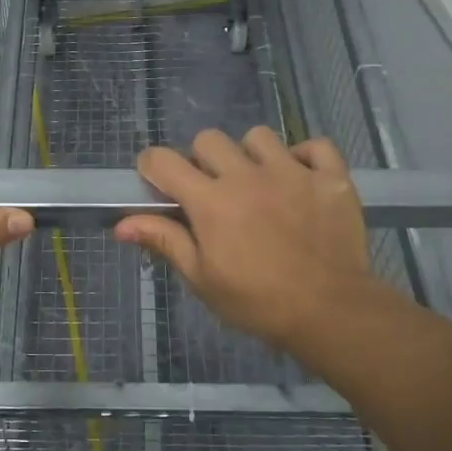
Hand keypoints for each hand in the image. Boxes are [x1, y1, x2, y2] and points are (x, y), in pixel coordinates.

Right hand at [114, 127, 380, 354]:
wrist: (330, 314)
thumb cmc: (257, 302)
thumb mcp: (202, 278)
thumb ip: (165, 241)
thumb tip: (120, 225)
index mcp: (210, 201)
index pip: (163, 160)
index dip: (152, 167)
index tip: (158, 183)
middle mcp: (247, 176)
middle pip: (208, 140)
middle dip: (202, 161)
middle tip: (213, 191)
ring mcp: (292, 172)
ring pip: (258, 137)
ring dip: (251, 156)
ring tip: (260, 184)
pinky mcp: (330, 178)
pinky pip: (315, 146)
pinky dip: (306, 157)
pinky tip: (301, 181)